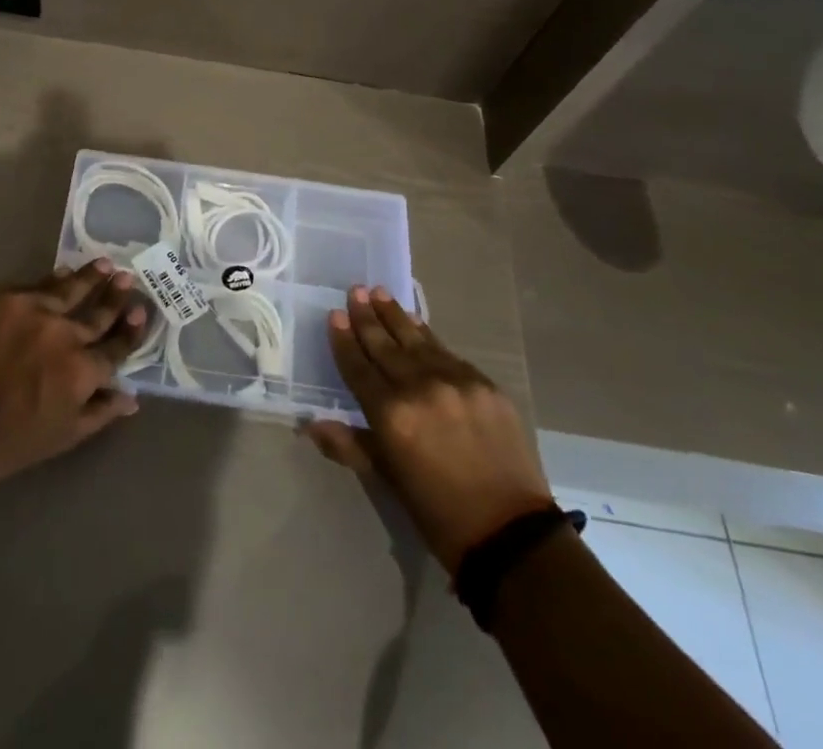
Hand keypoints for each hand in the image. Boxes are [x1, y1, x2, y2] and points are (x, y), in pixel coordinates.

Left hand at [0, 259, 147, 483]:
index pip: (116, 347)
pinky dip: (53, 279)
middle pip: (98, 312)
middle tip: (128, 277)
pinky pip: (37, 284)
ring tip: (105, 264)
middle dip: (116, 296)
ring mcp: (36, 310)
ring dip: (90, 277)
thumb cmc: (5, 438)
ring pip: (71, 288)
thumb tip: (132, 398)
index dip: (131, 330)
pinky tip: (61, 272)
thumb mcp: (60, 437)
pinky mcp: (6, 297)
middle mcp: (66, 334)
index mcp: (82, 370)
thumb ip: (99, 413)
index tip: (142, 311)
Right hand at [306, 286, 552, 573]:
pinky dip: (428, 336)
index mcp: (391, 415)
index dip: (344, 340)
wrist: (510, 532)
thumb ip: (350, 445)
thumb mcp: (387, 479)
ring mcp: (456, 382)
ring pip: (417, 340)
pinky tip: (418, 324)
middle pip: (385, 345)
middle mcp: (420, 388)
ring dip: (396, 315)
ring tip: (380, 293)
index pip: (359, 367)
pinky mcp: (484, 384)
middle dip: (368, 317)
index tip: (335, 315)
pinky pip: (447, 352)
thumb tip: (311, 425)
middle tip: (356, 291)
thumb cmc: (438, 512)